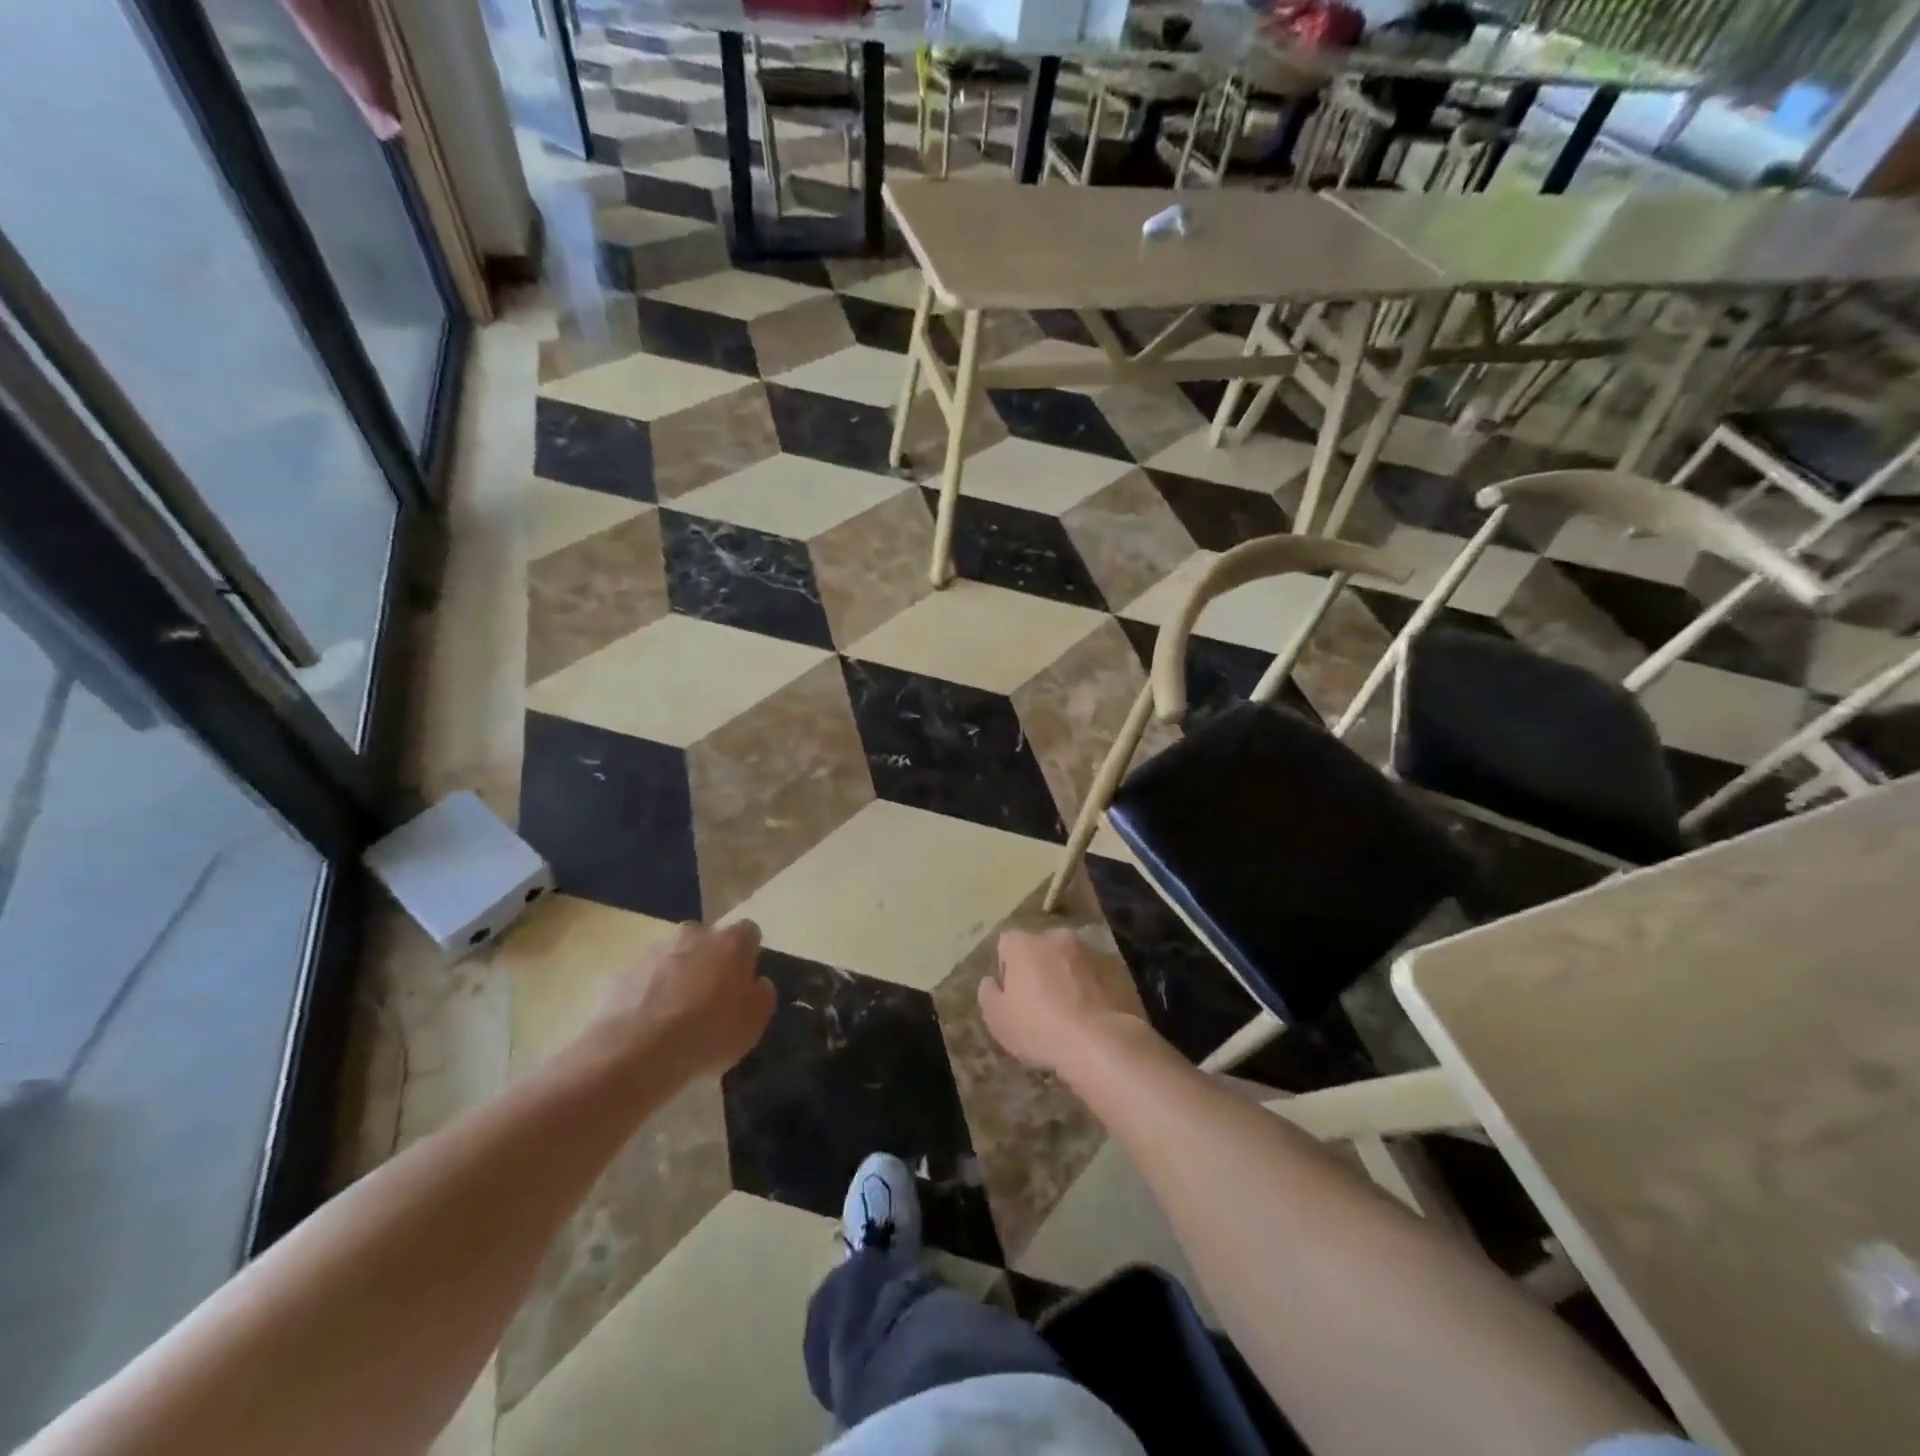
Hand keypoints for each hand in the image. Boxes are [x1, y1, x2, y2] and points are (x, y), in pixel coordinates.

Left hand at [596, 921, 773, 1079]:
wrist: (635, 1052)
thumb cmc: (708, 1033)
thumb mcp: (755, 1022)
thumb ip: (762, 994)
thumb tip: (756, 983)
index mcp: (730, 941)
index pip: (748, 933)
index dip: (748, 956)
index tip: (745, 982)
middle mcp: (693, 935)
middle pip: (708, 941)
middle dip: (710, 961)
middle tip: (710, 997)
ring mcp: (654, 951)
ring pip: (675, 957)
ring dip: (679, 976)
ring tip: (676, 1016)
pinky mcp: (622, 973)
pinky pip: (646, 979)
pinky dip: (650, 994)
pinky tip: (650, 1025)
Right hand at [978, 929, 1152, 1076]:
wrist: (1101, 1043)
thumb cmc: (1040, 1029)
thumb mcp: (998, 1021)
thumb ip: (989, 995)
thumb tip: (990, 981)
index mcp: (1025, 945)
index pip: (1007, 943)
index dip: (1007, 966)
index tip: (1013, 993)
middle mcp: (1057, 938)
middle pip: (1042, 947)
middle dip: (1040, 966)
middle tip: (1042, 1001)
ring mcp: (1090, 951)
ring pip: (1072, 958)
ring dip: (1068, 975)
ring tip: (1072, 1010)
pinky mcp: (1117, 968)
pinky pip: (1096, 973)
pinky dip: (1093, 986)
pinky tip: (1094, 1014)